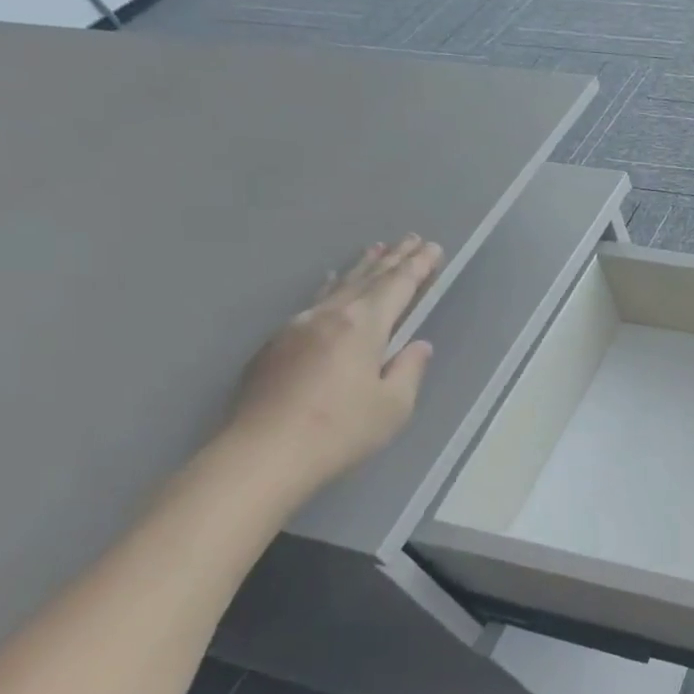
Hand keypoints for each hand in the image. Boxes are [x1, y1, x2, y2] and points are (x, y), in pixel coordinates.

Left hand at [223, 235, 443, 498]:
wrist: (260, 455)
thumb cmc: (340, 430)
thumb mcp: (393, 405)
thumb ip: (408, 370)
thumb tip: (416, 346)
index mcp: (363, 326)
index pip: (398, 286)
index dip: (418, 266)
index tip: (433, 247)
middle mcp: (329, 317)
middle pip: (368, 280)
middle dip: (393, 259)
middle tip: (410, 238)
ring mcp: (296, 328)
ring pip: (337, 288)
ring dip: (361, 268)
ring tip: (376, 249)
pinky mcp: (274, 346)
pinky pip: (313, 303)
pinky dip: (331, 287)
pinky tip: (330, 284)